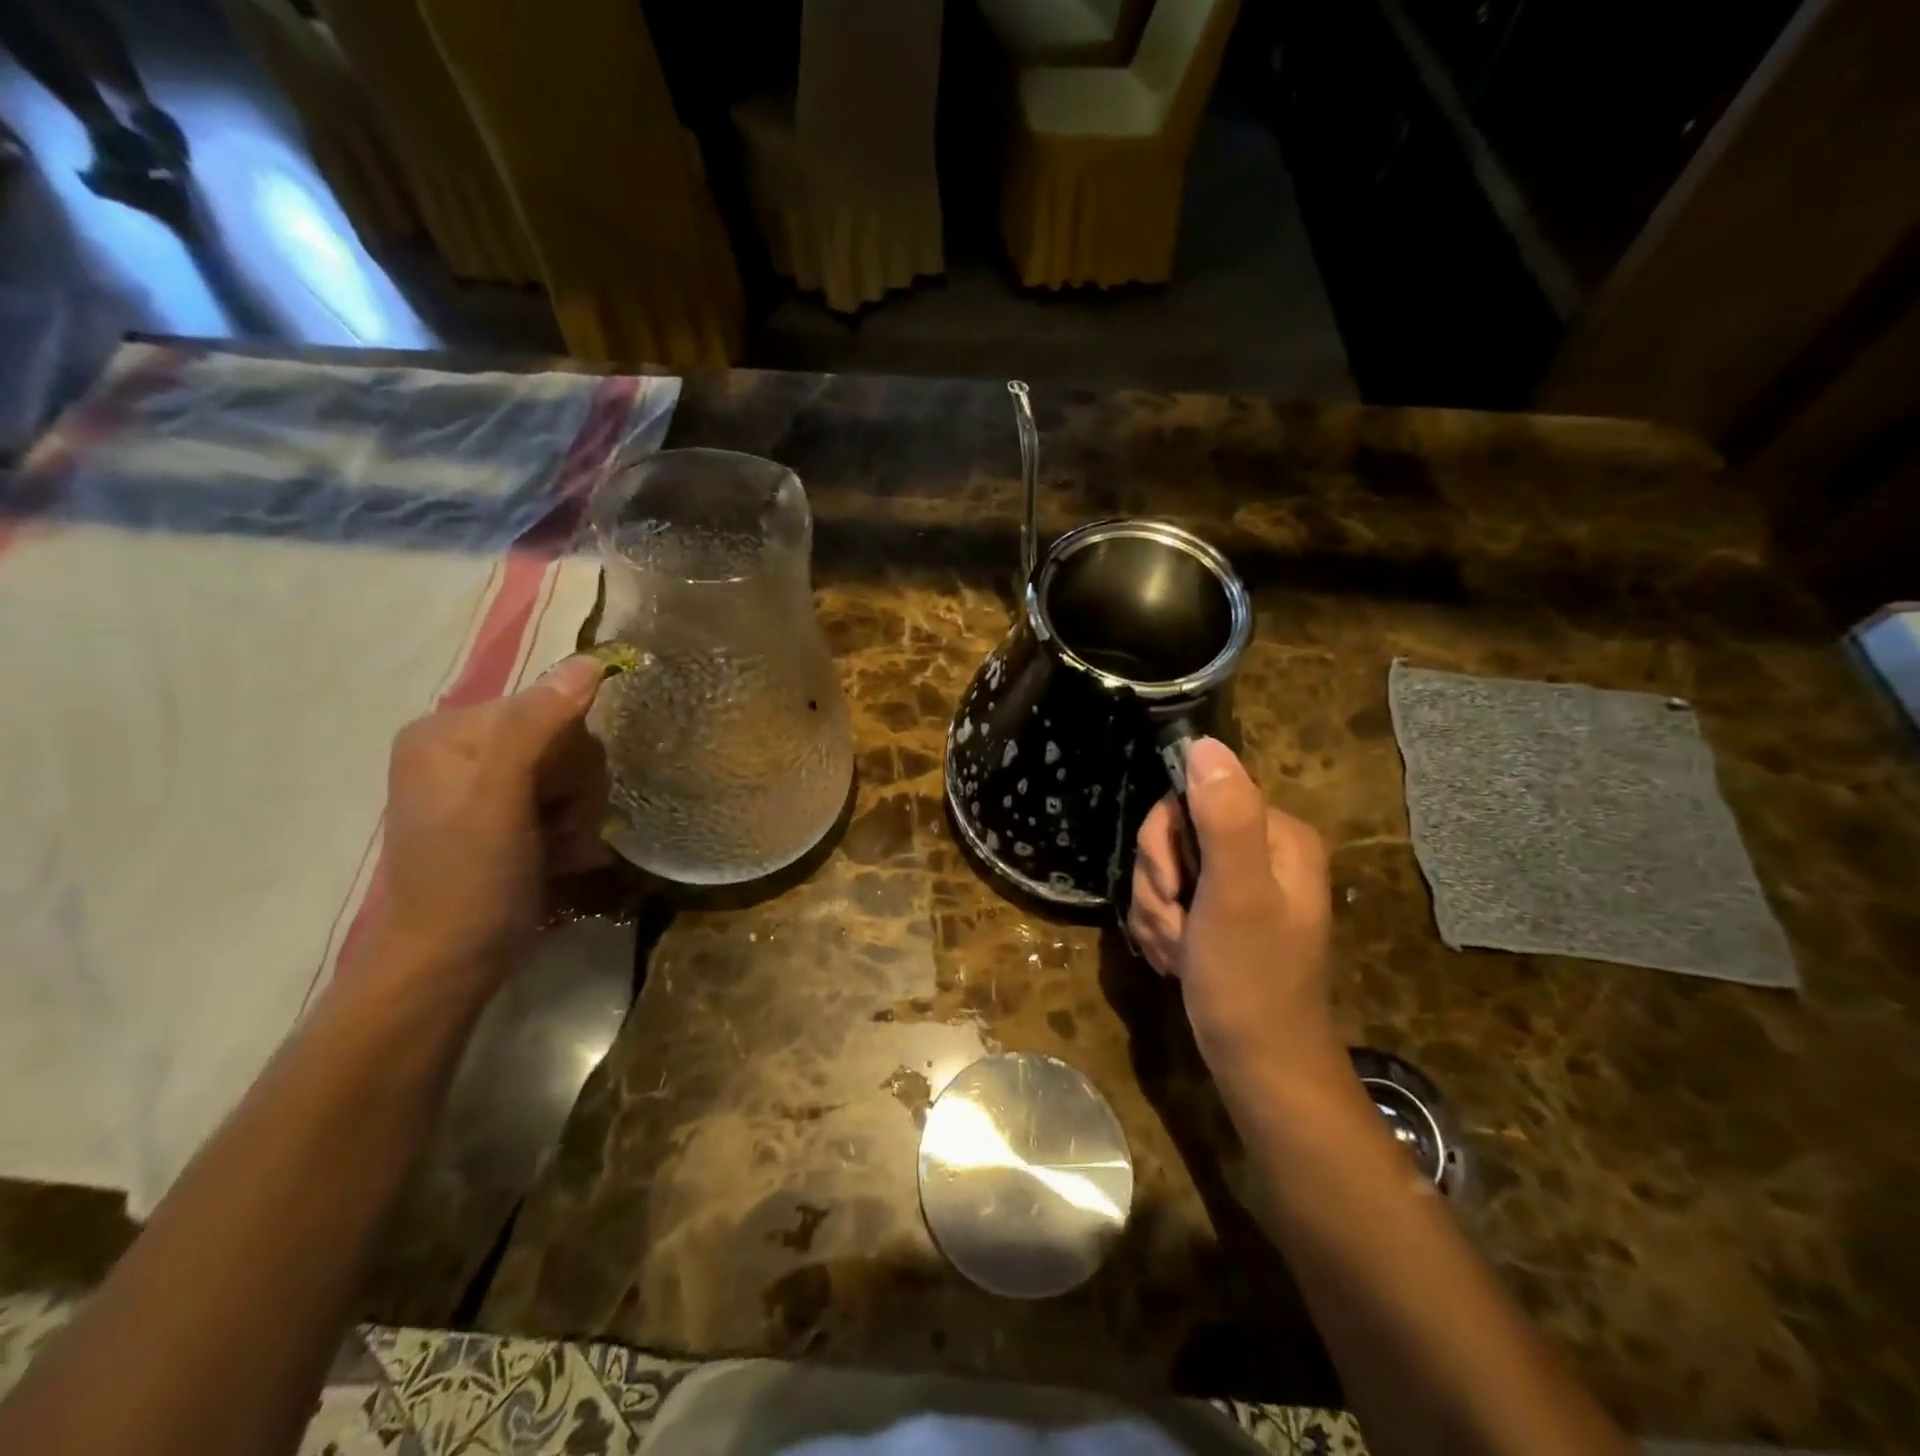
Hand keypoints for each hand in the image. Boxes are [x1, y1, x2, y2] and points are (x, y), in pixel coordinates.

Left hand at [370, 656, 611, 994]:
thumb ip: (537, 728)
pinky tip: (560, 855)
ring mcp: (485, 781)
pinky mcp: (504, 812)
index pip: (548, 706)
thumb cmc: (469, 882)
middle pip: (563, 738)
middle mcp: (464, 746)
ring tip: (560, 849)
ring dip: (580, 812)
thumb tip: (588, 663)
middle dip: (576, 787)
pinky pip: (563, 797)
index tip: (559, 802)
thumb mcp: (500, 801)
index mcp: (449, 730)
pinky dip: (571, 827)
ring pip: (572, 770)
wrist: (450, 963)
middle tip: (559, 830)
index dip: (570, 754)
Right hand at [1129, 738, 1342, 1092]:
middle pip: (1172, 833)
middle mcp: (1259, 849)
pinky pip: (1167, 898)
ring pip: (1162, 869)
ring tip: (1181, 951)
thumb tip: (1205, 744)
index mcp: (1276, 835)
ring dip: (1157, 912)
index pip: (1192, 796)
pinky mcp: (1218, 911)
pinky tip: (1177, 958)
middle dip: (1160, 885)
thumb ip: (1224, 818)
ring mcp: (1237, 882)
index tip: (1176, 889)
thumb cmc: (1250, 981)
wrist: (1258, 1066)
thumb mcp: (1236, 895)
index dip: (1166, 842)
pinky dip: (1162, 928)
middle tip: (1180, 926)